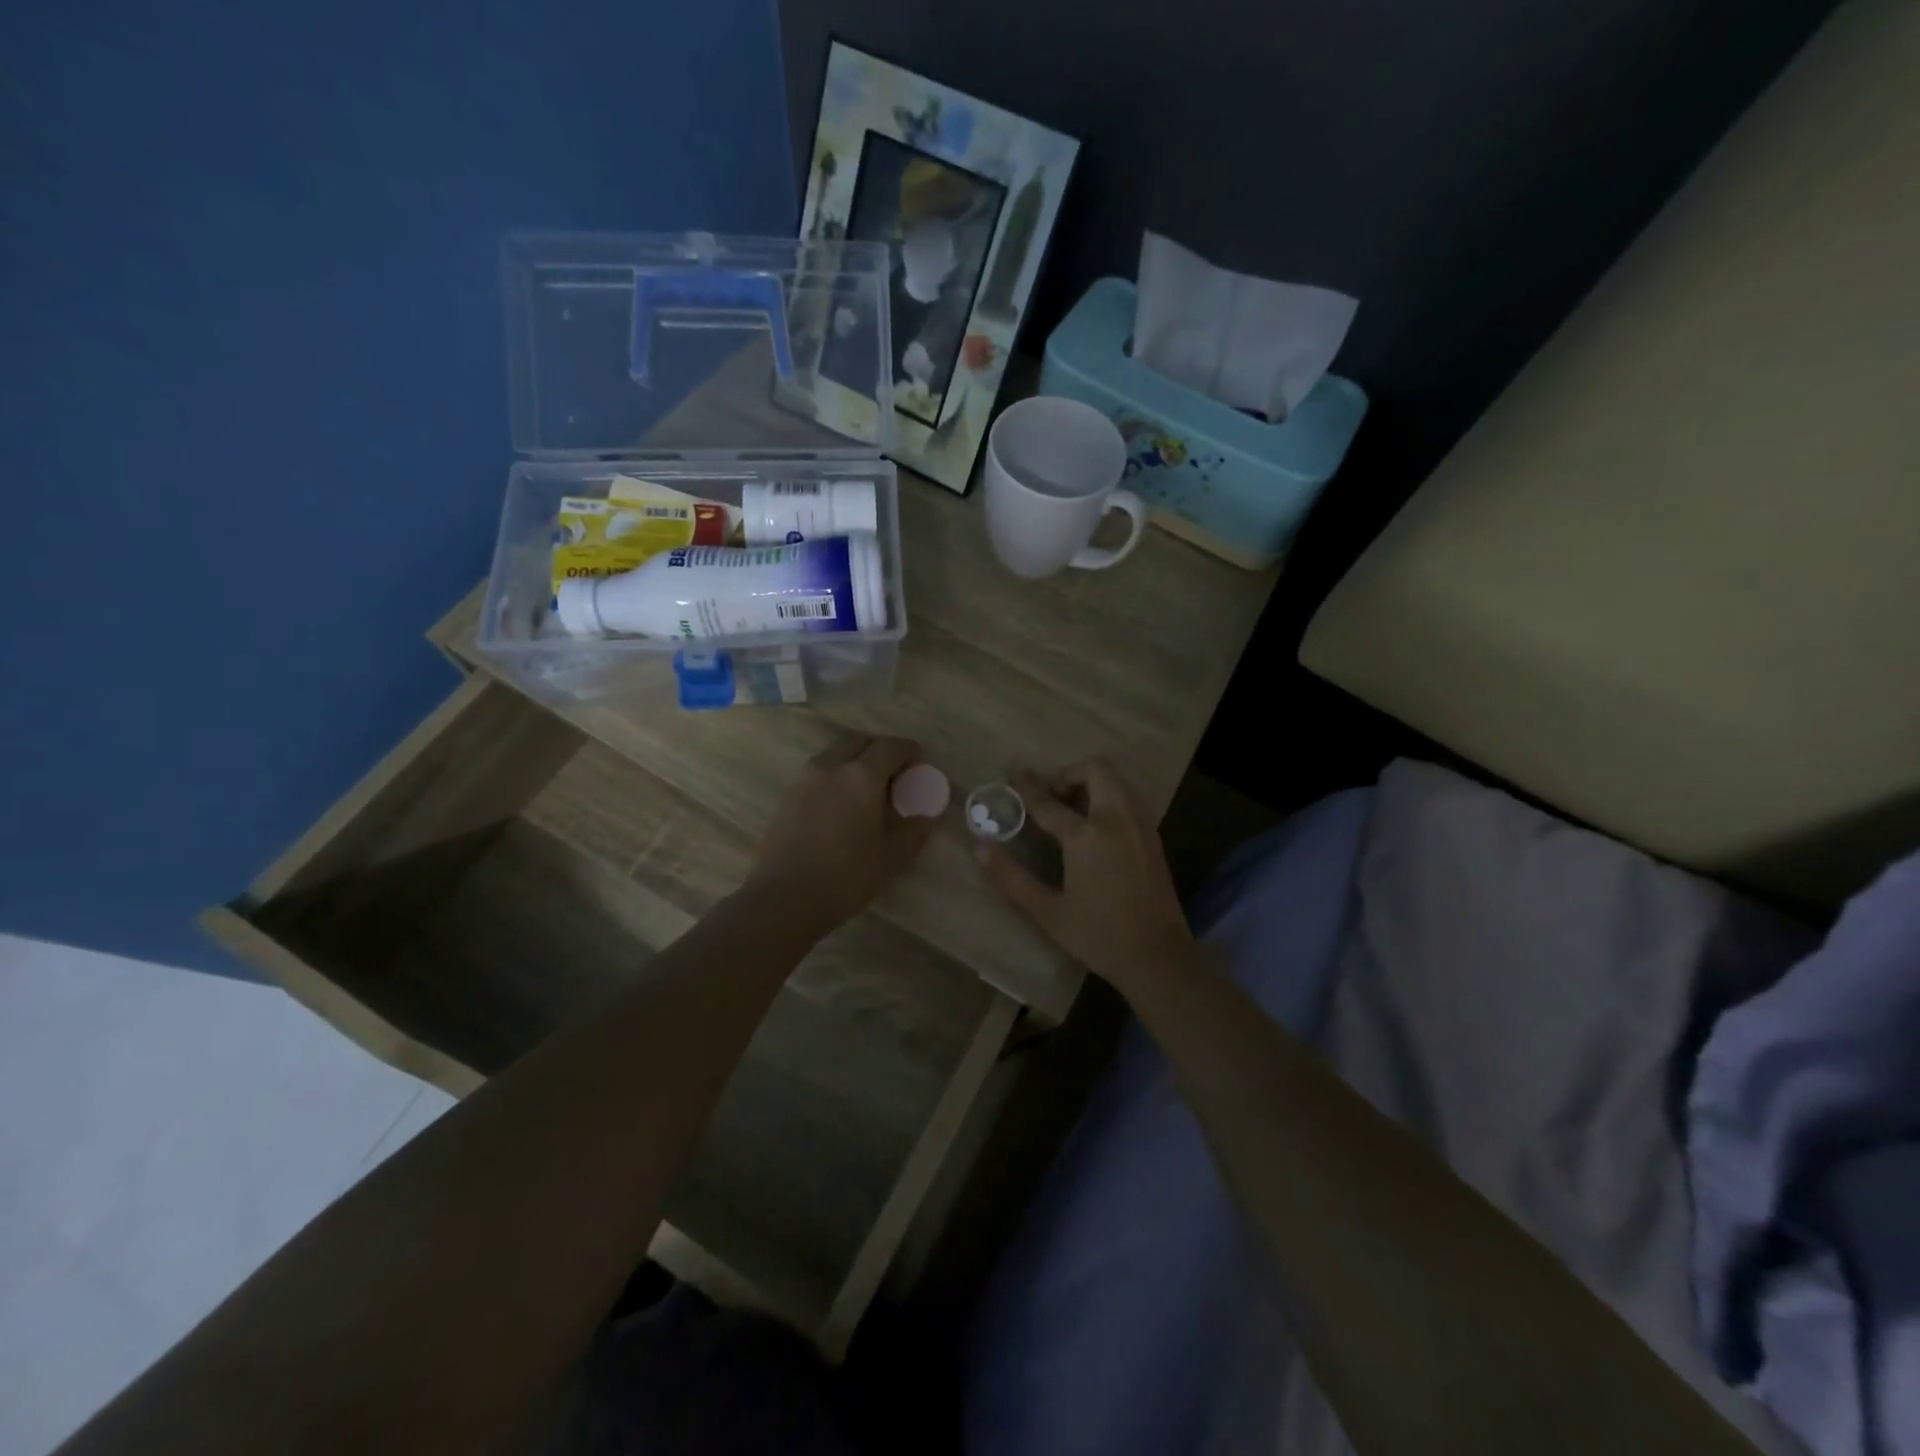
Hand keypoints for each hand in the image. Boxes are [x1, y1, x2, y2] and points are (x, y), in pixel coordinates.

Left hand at [744, 735, 935, 936]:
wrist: (783, 899)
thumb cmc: (845, 876)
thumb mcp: (890, 859)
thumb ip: (913, 833)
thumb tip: (924, 819)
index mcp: (861, 775)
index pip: (890, 747)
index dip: (909, 751)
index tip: (919, 762)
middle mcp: (831, 767)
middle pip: (859, 742)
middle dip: (880, 751)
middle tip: (894, 775)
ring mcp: (805, 780)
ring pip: (835, 755)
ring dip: (855, 761)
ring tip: (868, 790)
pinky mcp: (788, 797)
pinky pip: (819, 773)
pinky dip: (836, 777)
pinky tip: (842, 806)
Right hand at [977, 759, 1194, 996]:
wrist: (1159, 957)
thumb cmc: (1099, 936)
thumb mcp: (1048, 912)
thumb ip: (1012, 877)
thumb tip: (981, 847)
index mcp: (1087, 837)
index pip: (1049, 802)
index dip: (1028, 787)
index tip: (1016, 772)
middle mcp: (1117, 820)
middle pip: (1096, 770)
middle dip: (1070, 774)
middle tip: (1052, 798)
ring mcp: (1140, 826)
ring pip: (1117, 780)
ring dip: (1092, 783)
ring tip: (1071, 811)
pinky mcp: (1153, 836)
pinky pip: (1129, 798)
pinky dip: (1109, 797)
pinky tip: (1095, 828)